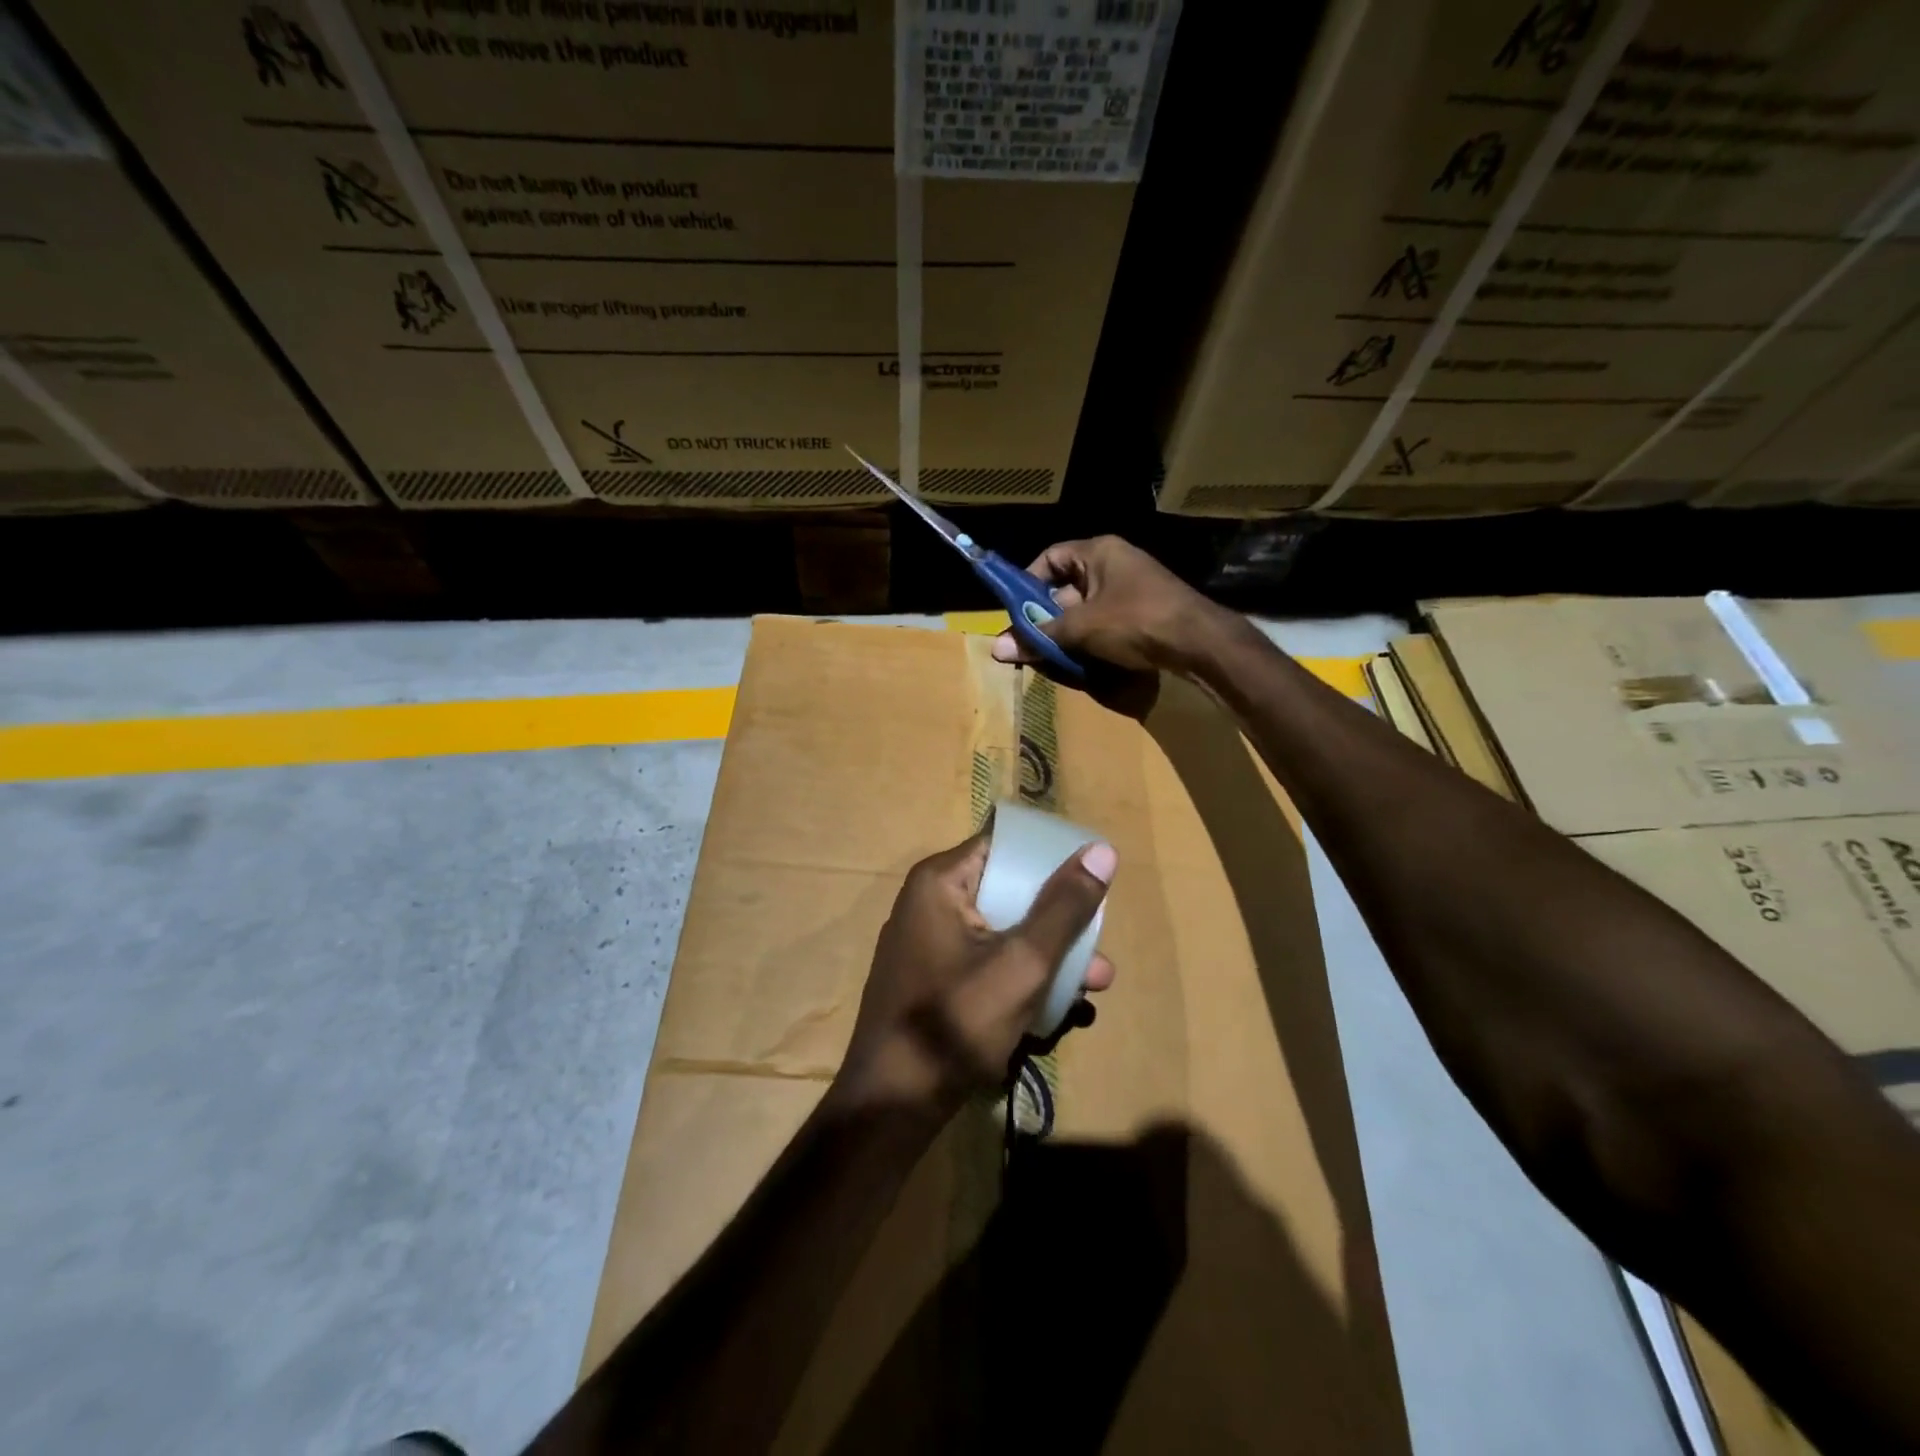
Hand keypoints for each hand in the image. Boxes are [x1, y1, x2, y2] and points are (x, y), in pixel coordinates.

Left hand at [833, 830, 1116, 1116]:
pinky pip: (983, 960)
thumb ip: (1063, 908)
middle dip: (1057, 919)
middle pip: (1007, 890)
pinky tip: (1056, 1007)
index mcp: (940, 882)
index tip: (1092, 875)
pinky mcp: (931, 979)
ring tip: (1094, 984)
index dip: (1050, 857)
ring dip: (1046, 954)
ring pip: (1000, 931)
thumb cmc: (955, 1023)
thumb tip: (1102, 849)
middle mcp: (929, 902)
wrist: (892, 1104)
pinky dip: (1017, 975)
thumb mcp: (1022, 963)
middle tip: (1100, 944)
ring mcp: (926, 943)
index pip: (1004, 845)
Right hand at [991, 536, 1231, 714]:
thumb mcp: (1081, 628)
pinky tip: (1082, 663)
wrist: (1200, 642)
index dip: (1028, 583)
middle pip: (1066, 588)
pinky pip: (1106, 623)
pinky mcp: (1144, 613)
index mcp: (1098, 552)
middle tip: (1029, 644)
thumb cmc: (1136, 620)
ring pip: (1085, 610)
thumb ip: (1039, 637)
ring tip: (1051, 657)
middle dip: (1046, 617)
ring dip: (1067, 633)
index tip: (1015, 612)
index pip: (1050, 558)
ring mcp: (1132, 589)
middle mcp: (1114, 564)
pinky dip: (1090, 641)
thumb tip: (997, 649)